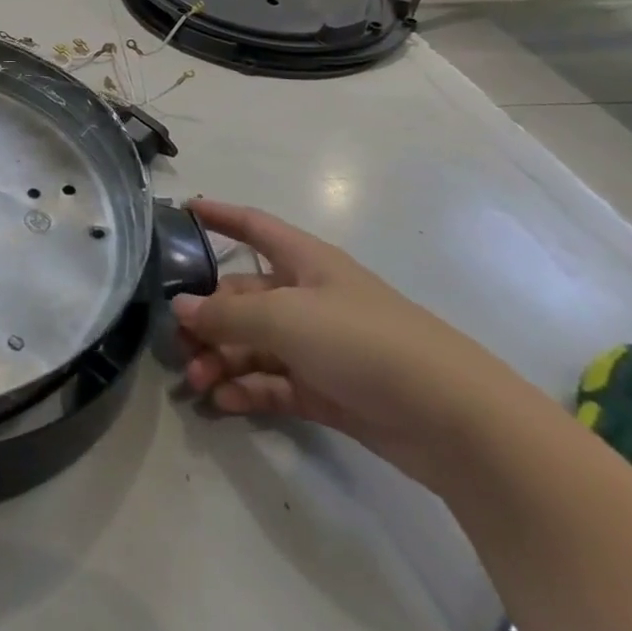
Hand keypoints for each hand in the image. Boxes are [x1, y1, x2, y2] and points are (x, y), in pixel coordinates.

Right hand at [173, 200, 537, 490]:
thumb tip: (180, 307)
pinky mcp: (329, 391)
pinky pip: (275, 384)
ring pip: (255, 344)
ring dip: (222, 359)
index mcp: (305, 263)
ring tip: (196, 381)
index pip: (255, 227)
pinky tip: (223, 402)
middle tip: (177, 341)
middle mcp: (310, 299)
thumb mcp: (285, 319)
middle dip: (208, 316)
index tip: (184, 210)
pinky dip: (248, 390)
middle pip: (244, 297)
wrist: (455, 420)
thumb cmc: (364, 342)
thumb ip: (227, 315)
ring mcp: (321, 347)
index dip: (221, 216)